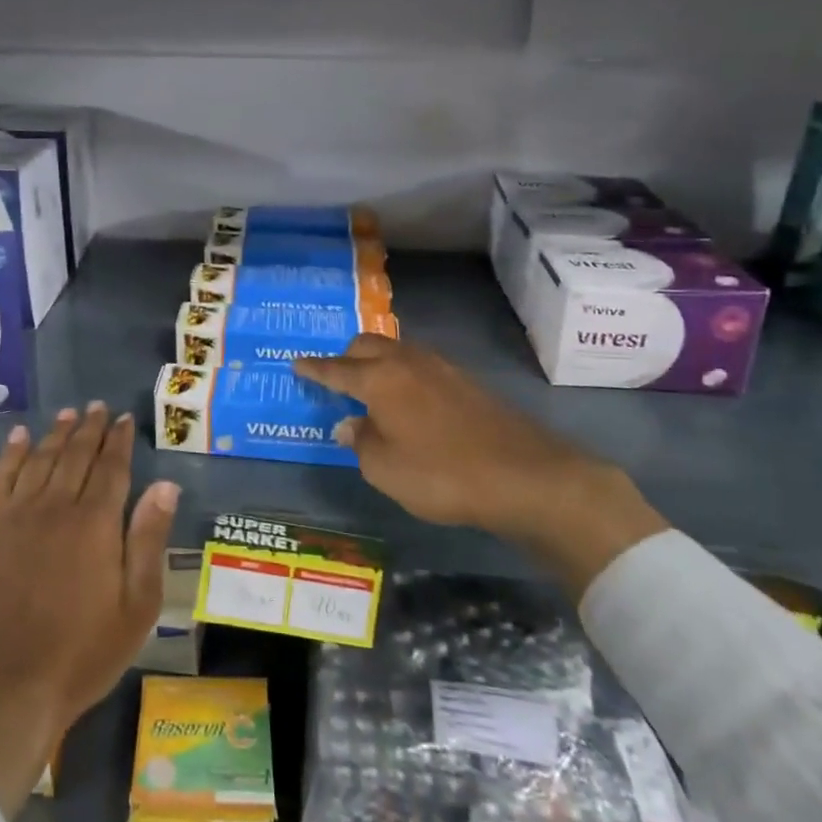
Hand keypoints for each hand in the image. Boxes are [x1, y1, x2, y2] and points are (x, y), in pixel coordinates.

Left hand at [0, 403, 179, 815]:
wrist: (9, 685)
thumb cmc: (84, 651)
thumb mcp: (138, 605)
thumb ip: (149, 539)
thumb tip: (165, 485)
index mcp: (96, 522)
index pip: (112, 467)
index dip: (120, 440)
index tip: (125, 419)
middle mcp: (56, 506)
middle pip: (76, 455)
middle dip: (90, 428)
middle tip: (98, 407)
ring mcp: (16, 515)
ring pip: (39, 459)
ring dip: (55, 433)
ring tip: (67, 414)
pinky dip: (10, 454)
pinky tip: (18, 438)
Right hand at [294, 335, 665, 596]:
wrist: (525, 476)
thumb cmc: (441, 474)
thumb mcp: (385, 469)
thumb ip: (360, 442)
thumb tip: (348, 424)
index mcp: (379, 378)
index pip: (336, 368)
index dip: (314, 368)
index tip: (296, 364)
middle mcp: (408, 362)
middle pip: (367, 345)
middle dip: (346, 357)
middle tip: (335, 379)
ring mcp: (441, 368)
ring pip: (397, 351)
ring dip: (377, 363)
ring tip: (370, 387)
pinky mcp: (466, 382)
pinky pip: (420, 366)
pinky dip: (403, 375)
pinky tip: (408, 401)